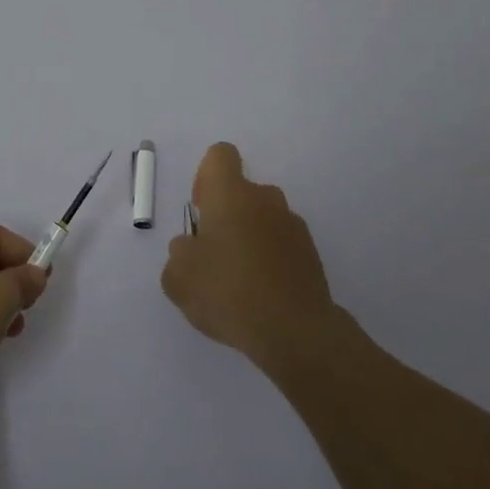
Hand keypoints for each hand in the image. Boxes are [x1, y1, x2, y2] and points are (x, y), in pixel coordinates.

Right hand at [161, 143, 337, 370]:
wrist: (296, 332)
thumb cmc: (229, 292)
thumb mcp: (178, 277)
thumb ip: (179, 254)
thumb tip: (191, 248)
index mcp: (231, 194)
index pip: (220, 156)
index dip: (206, 177)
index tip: (201, 211)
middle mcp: (265, 199)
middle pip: (241, 192)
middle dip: (226, 216)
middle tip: (214, 256)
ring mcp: (293, 226)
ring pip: (262, 220)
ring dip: (249, 239)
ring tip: (238, 283)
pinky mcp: (311, 254)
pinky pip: (281, 246)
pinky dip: (269, 261)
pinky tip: (260, 297)